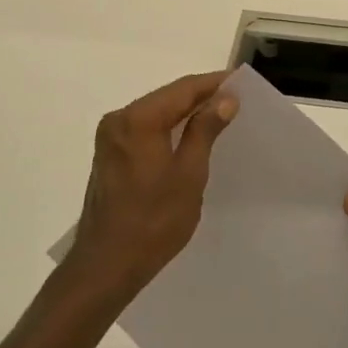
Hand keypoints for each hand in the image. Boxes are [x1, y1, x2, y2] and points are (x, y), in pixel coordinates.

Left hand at [65, 72, 238, 302]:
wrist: (107, 265)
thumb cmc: (154, 221)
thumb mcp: (189, 173)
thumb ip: (205, 130)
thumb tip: (225, 98)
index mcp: (138, 119)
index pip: (183, 89)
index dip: (213, 83)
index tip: (240, 82)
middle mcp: (119, 119)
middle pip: (167, 97)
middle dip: (200, 96)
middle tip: (235, 99)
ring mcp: (110, 137)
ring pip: (155, 112)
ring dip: (185, 112)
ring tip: (219, 116)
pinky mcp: (109, 154)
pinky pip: (144, 128)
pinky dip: (168, 127)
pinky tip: (189, 136)